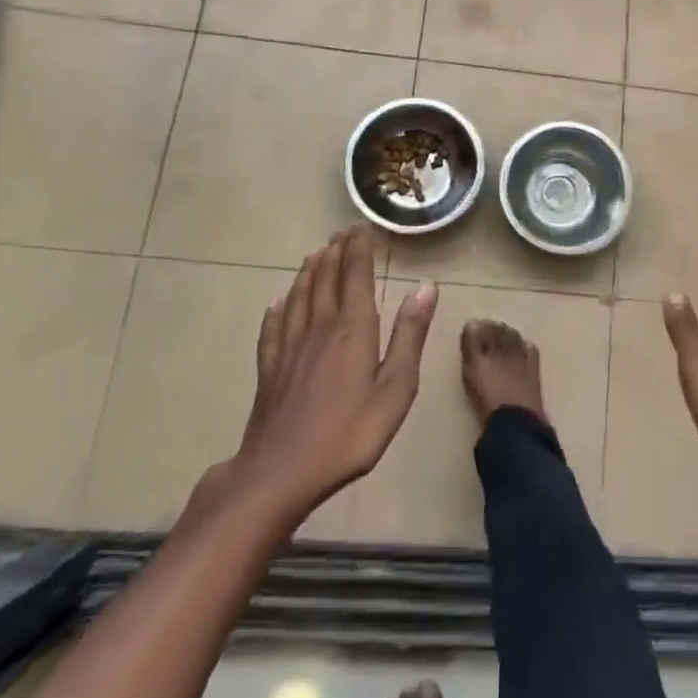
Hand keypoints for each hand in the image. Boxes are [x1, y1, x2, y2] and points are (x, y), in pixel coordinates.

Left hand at [215, 226, 437, 525]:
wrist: (281, 472)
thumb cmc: (349, 432)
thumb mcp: (395, 387)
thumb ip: (410, 335)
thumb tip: (427, 287)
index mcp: (353, 328)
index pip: (356, 276)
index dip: (358, 249)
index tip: (360, 226)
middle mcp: (320, 327)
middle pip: (325, 279)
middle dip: (335, 252)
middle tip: (340, 232)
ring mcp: (290, 347)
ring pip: (299, 297)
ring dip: (308, 272)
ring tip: (315, 254)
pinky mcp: (270, 369)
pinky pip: (273, 328)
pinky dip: (277, 309)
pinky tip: (277, 302)